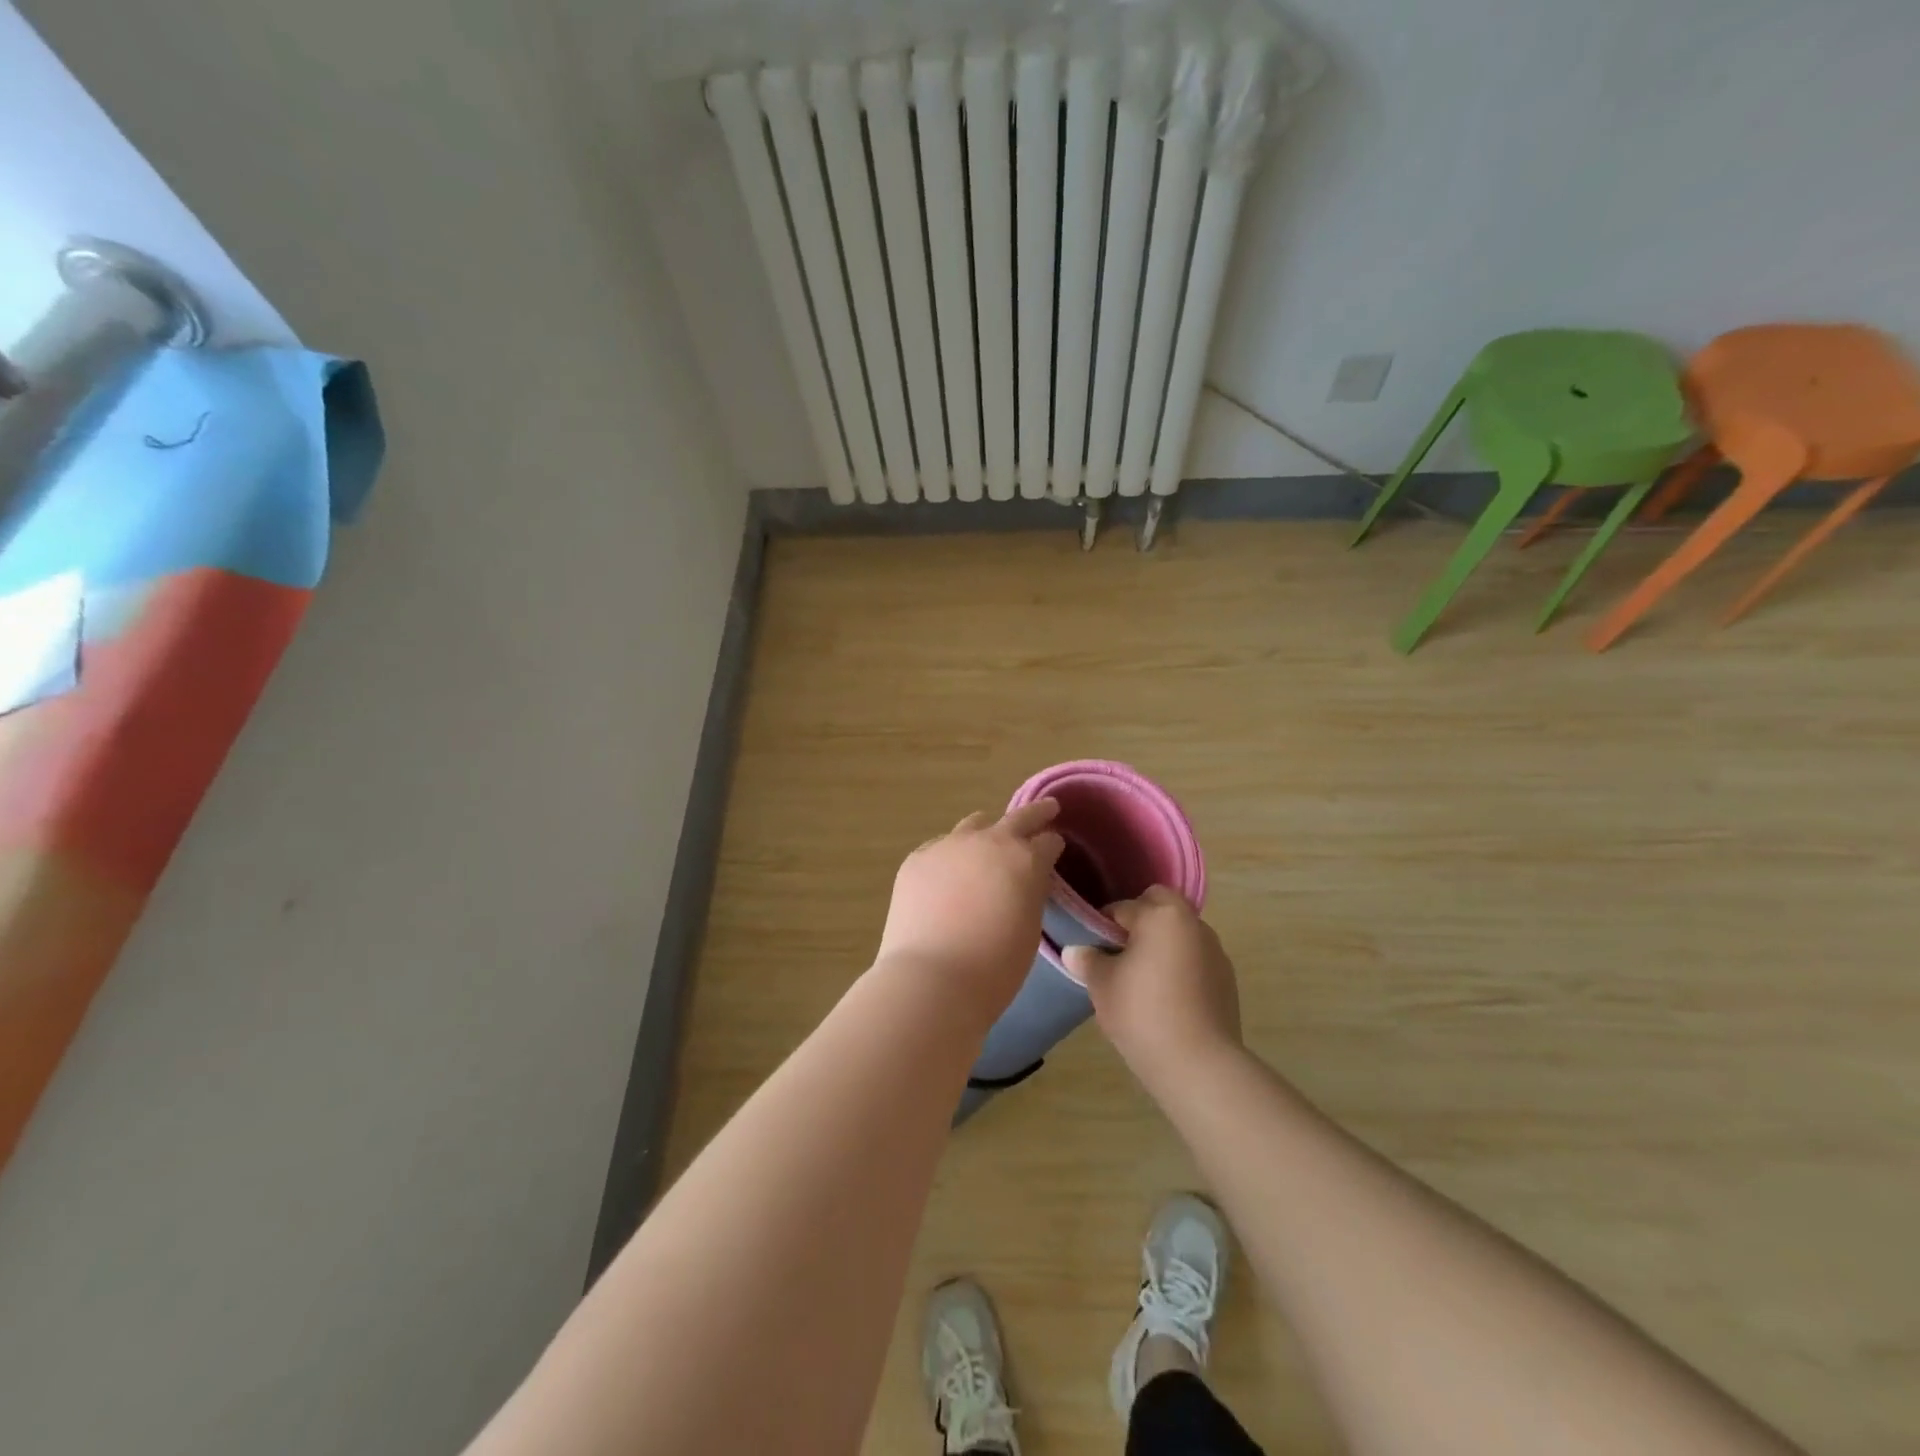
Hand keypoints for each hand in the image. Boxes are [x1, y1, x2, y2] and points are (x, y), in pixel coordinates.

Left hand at [874, 800, 1063, 1023]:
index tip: (1055, 848)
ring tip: (987, 843)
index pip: (1048, 841)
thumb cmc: (994, 967)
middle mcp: (988, 842)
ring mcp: (948, 846)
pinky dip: (951, 855)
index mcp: (1024, 860)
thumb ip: (1030, 894)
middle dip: (1035, 813)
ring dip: (986, 832)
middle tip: (1046, 809)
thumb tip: (1025, 880)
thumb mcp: (1029, 929)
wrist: (932, 979)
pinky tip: (947, 874)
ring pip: (974, 824)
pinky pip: (940, 847)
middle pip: (1018, 817)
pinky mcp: (917, 859)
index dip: (1053, 845)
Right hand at [1065, 886, 1242, 1096]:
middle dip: (1140, 920)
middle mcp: (1193, 924)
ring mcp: (1215, 951)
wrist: (1198, 1064)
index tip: (1091, 946)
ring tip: (1143, 977)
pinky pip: (1196, 959)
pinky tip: (1167, 997)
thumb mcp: (1102, 985)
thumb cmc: (1142, 1012)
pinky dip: (1180, 966)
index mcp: (1161, 915)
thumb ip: (1088, 960)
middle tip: (1120, 952)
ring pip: (1181, 932)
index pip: (1122, 907)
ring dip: (1163, 943)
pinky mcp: (1227, 979)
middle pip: (1161, 906)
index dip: (1102, 925)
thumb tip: (1073, 950)